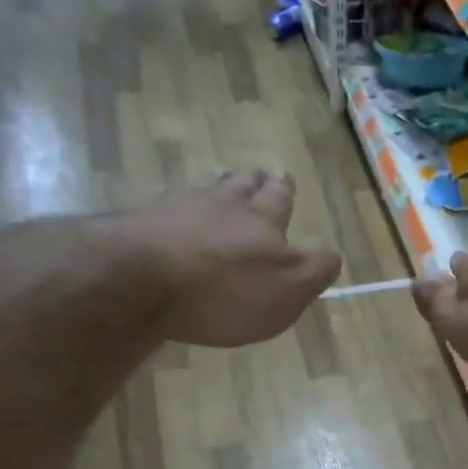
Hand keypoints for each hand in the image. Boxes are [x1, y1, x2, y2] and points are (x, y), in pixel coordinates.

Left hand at [136, 170, 340, 346]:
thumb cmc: (225, 289)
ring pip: (204, 191)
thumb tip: (329, 252)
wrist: (137, 280)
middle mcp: (220, 204)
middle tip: (256, 179)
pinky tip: (175, 221)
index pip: (279, 198)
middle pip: (240, 184)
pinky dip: (178, 214)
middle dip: (252, 182)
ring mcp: (175, 209)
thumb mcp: (289, 287)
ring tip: (220, 191)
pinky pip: (167, 211)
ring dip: (216, 190)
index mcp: (261, 219)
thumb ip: (315, 267)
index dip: (284, 193)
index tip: (285, 186)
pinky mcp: (138, 225)